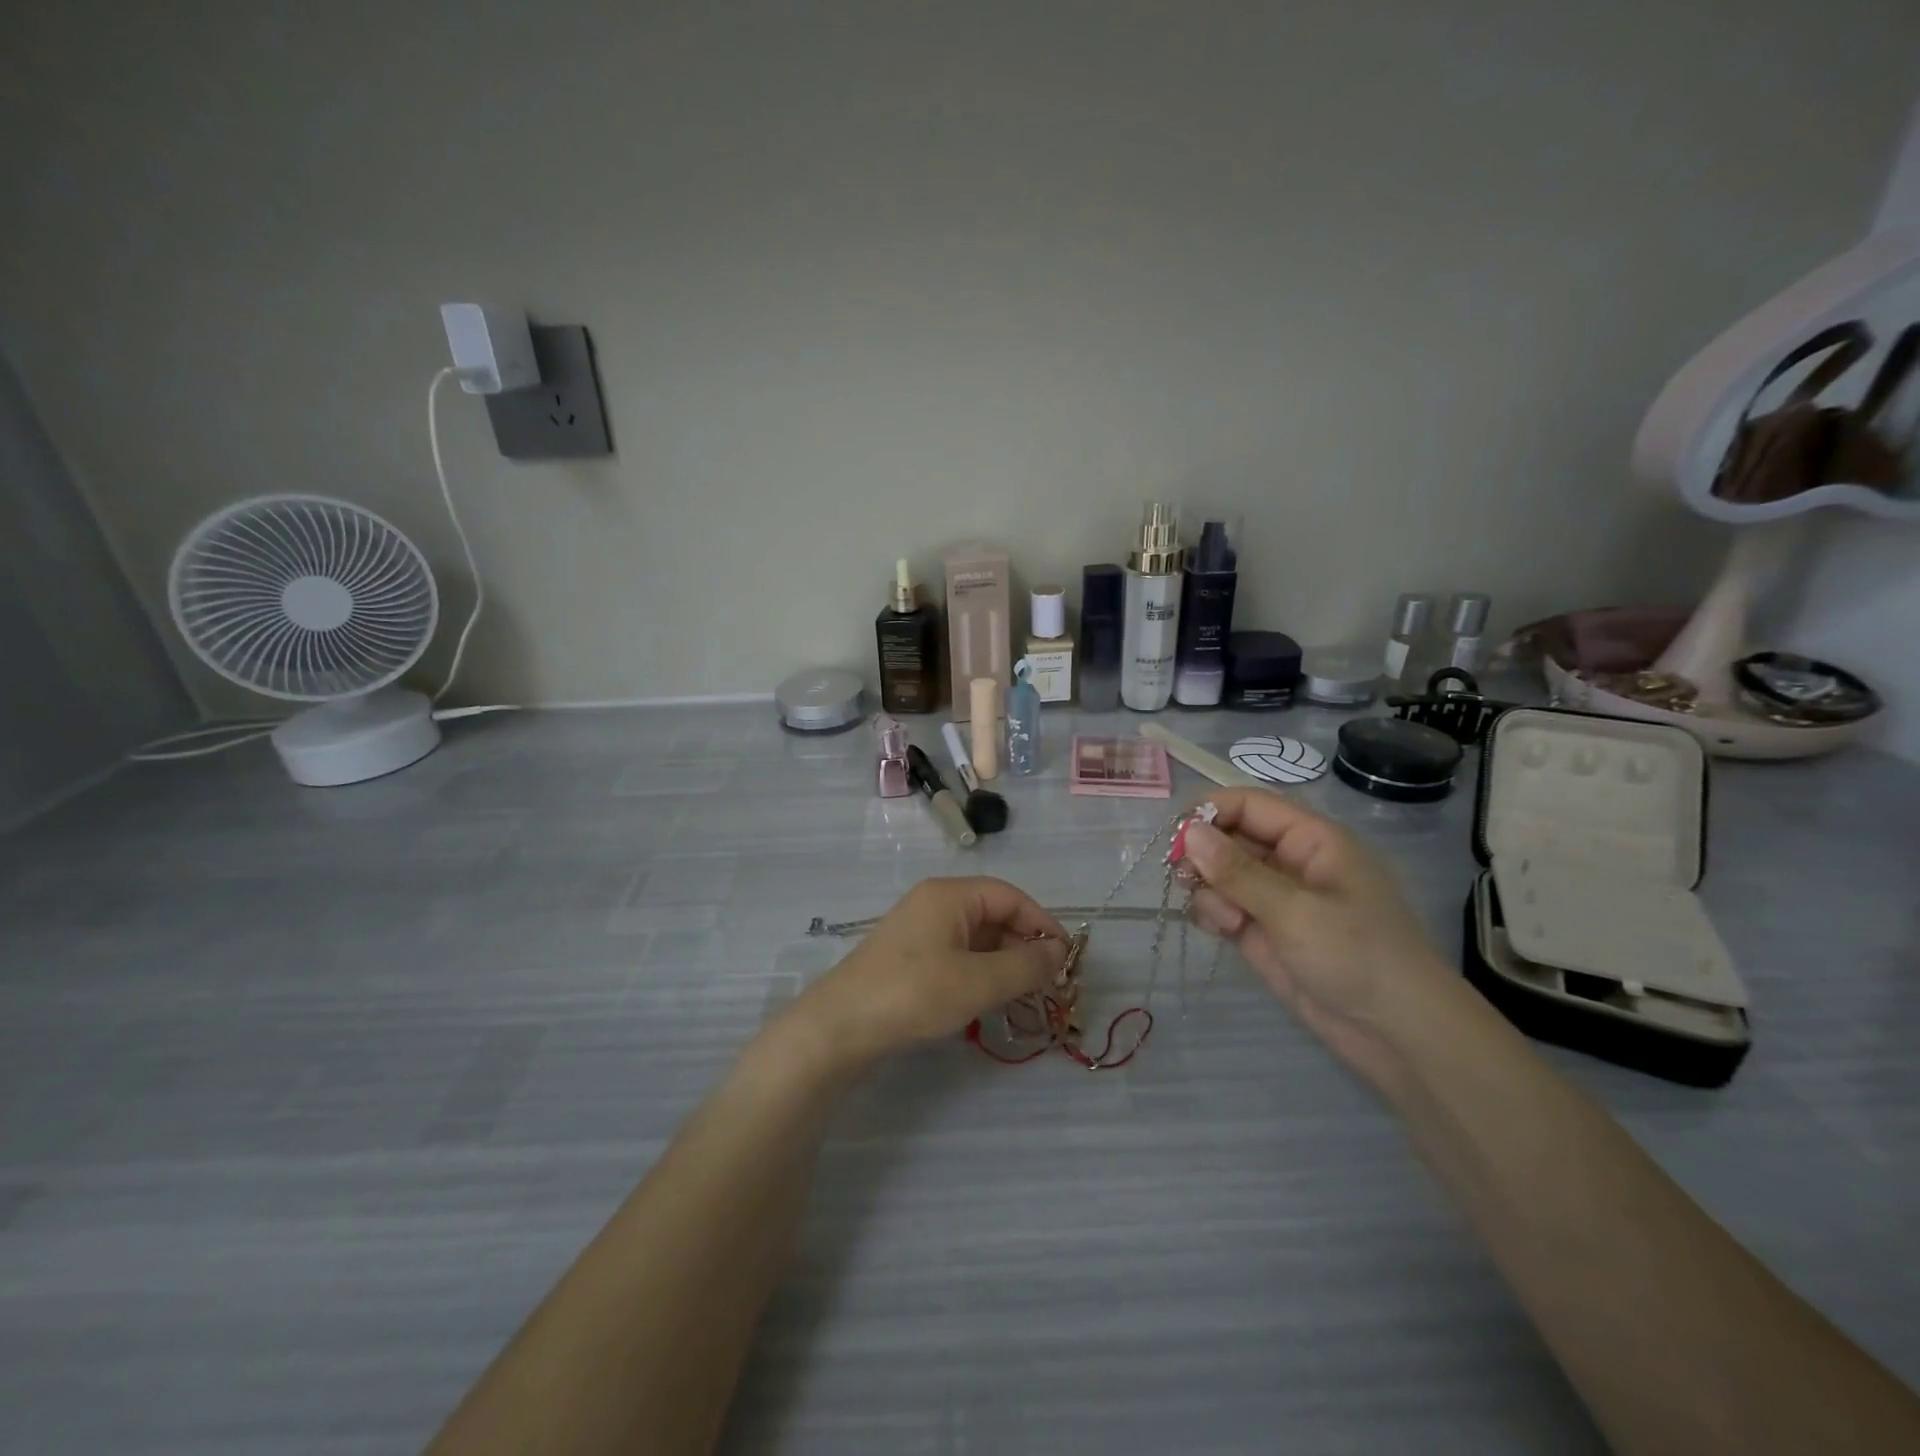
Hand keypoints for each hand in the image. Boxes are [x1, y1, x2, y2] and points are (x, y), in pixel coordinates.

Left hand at [791, 878, 1068, 1067]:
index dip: (1043, 924)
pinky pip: (958, 955)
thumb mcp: (977, 982)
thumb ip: (1025, 966)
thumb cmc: (913, 994)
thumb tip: (1059, 952)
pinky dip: (980, 972)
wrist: (840, 1027)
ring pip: (977, 938)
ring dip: (1004, 963)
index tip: (1066, 959)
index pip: (1011, 896)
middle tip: (1048, 984)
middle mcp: (935, 903)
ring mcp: (920, 930)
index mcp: (950, 895)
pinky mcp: (910, 957)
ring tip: (1024, 996)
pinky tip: (989, 999)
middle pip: (994, 915)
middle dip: (1024, 946)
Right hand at [1182, 789, 1461, 1087]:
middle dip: (1204, 854)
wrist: (1397, 1033)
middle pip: (1229, 837)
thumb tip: (1188, 833)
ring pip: (1220, 873)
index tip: (1176, 836)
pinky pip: (1223, 906)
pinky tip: (1222, 931)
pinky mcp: (1262, 931)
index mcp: (1310, 839)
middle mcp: (1289, 861)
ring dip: (1209, 889)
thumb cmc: (1356, 955)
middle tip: (1183, 879)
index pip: (1249, 805)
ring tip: (1224, 920)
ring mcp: (1274, 898)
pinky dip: (1213, 913)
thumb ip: (1237, 872)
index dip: (1211, 812)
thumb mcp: (1294, 909)